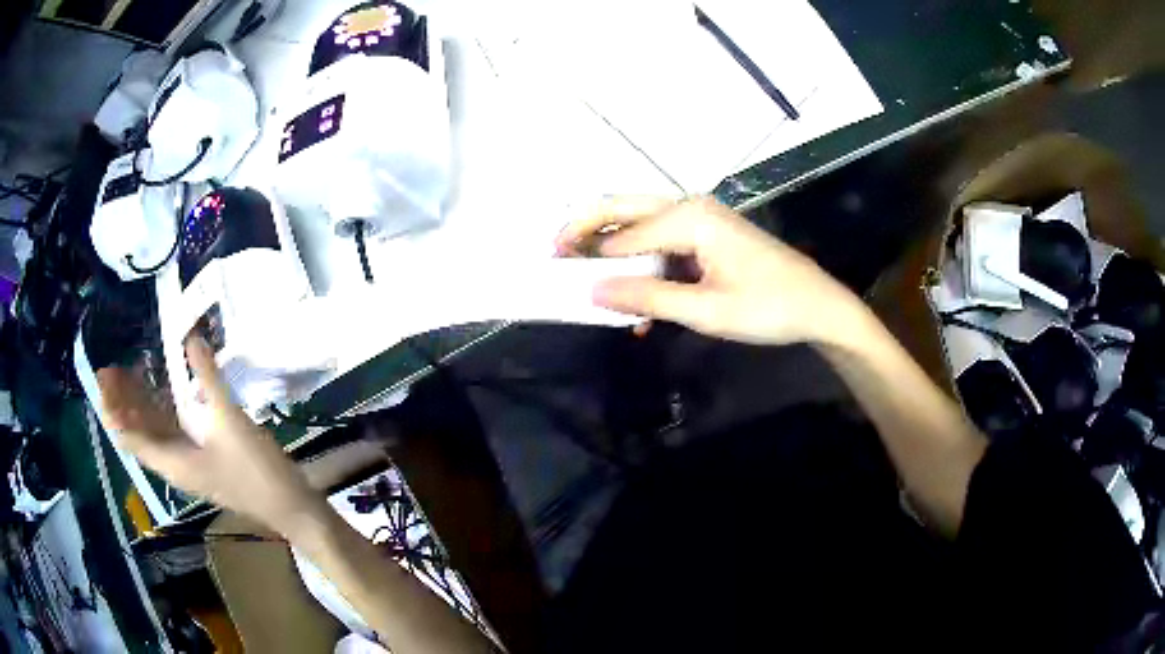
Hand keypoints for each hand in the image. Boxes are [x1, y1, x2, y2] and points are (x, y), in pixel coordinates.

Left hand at [96, 338, 324, 533]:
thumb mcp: (231, 422)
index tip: (104, 377)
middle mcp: (173, 463)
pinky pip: (171, 433)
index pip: (130, 436)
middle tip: (109, 368)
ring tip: (127, 373)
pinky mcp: (202, 459)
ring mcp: (188, 462)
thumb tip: (191, 339)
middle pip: (138, 433)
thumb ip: (208, 380)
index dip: (113, 408)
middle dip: (121, 402)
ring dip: (138, 406)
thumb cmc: (256, 471)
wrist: (289, 507)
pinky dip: (160, 413)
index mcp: (172, 461)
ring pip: (153, 433)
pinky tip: (161, 393)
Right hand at [557, 196, 867, 346]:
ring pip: (641, 223)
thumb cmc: (768, 307)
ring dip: (614, 248)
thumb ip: (649, 298)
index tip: (555, 271)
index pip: (623, 234)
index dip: (587, 253)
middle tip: (556, 253)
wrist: (818, 306)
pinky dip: (642, 263)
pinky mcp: (708, 235)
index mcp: (689, 218)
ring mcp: (700, 219)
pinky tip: (637, 298)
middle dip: (588, 229)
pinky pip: (662, 241)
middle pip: (625, 208)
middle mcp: (690, 207)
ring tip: (586, 274)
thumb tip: (593, 291)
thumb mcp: (706, 310)